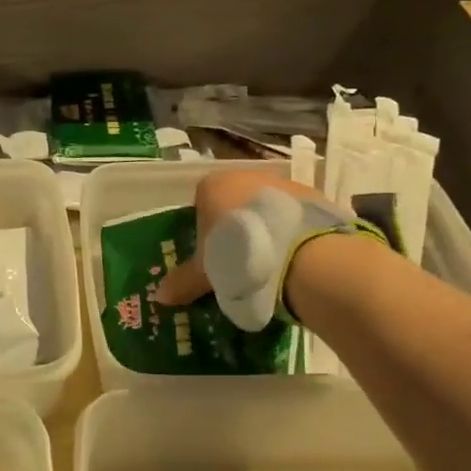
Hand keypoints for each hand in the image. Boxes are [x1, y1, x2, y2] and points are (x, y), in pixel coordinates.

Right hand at [154, 170, 332, 308]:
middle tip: (241, 260)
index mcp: (211, 186)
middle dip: (236, 227)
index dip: (206, 231)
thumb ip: (183, 281)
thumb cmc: (237, 254)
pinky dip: (291, 229)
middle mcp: (243, 175)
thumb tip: (160, 296)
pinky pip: (293, 213)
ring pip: (265, 205)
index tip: (213, 255)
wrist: (297, 251)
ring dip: (265, 226)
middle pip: (234, 201)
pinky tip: (295, 254)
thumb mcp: (206, 272)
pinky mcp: (310, 194)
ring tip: (272, 261)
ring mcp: (280, 181)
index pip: (201, 204)